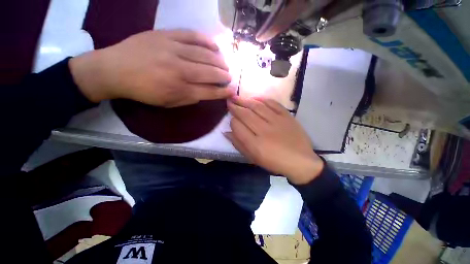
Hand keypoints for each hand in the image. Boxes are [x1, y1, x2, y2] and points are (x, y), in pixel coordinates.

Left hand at [69, 30, 233, 106]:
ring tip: (225, 64)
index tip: (232, 91)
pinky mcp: (166, 35)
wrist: (114, 69)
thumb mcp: (169, 103)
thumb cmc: (144, 91)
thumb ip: (190, 98)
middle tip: (229, 77)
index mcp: (179, 90)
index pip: (209, 92)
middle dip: (223, 76)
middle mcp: (179, 70)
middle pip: (210, 73)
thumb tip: (207, 92)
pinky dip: (207, 41)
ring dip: (219, 60)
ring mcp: (173, 50)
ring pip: (204, 54)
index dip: (223, 92)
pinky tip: (215, 46)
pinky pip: (192, 35)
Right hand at [225, 96, 323, 184]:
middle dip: (235, 107)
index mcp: (255, 144)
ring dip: (246, 101)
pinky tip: (255, 98)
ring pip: (257, 107)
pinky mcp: (287, 116)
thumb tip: (226, 132)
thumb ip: (239, 145)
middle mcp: (264, 131)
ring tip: (238, 97)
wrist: (300, 161)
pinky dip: (263, 99)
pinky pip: (273, 104)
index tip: (231, 119)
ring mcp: (277, 121)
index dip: (232, 121)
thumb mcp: (253, 158)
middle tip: (229, 101)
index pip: (237, 127)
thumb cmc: (274, 162)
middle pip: (246, 115)